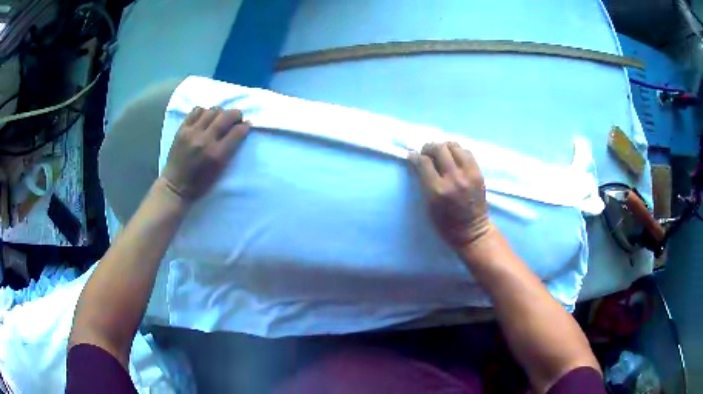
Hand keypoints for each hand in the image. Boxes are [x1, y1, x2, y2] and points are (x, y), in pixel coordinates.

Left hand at [161, 107, 249, 200]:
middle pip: (226, 116)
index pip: (236, 132)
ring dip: (220, 112)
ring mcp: (191, 133)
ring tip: (219, 118)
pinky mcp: (181, 130)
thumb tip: (240, 130)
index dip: (245, 126)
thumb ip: (229, 150)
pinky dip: (204, 111)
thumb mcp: (219, 170)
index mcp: (216, 154)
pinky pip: (196, 111)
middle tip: (236, 118)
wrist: (175, 186)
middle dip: (235, 114)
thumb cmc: (199, 183)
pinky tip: (205, 118)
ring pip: (212, 111)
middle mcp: (205, 140)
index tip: (246, 125)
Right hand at [409, 142, 492, 249]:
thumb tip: (419, 162)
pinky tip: (454, 158)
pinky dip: (458, 151)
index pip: (424, 162)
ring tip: (441, 153)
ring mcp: (468, 174)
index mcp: (437, 190)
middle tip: (426, 152)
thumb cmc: (445, 223)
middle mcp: (453, 178)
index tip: (413, 156)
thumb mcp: (428, 205)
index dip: (416, 156)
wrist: (472, 231)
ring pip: (454, 146)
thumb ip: (424, 182)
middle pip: (439, 149)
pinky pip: (466, 152)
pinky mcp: (478, 173)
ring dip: (444, 147)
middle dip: (429, 147)